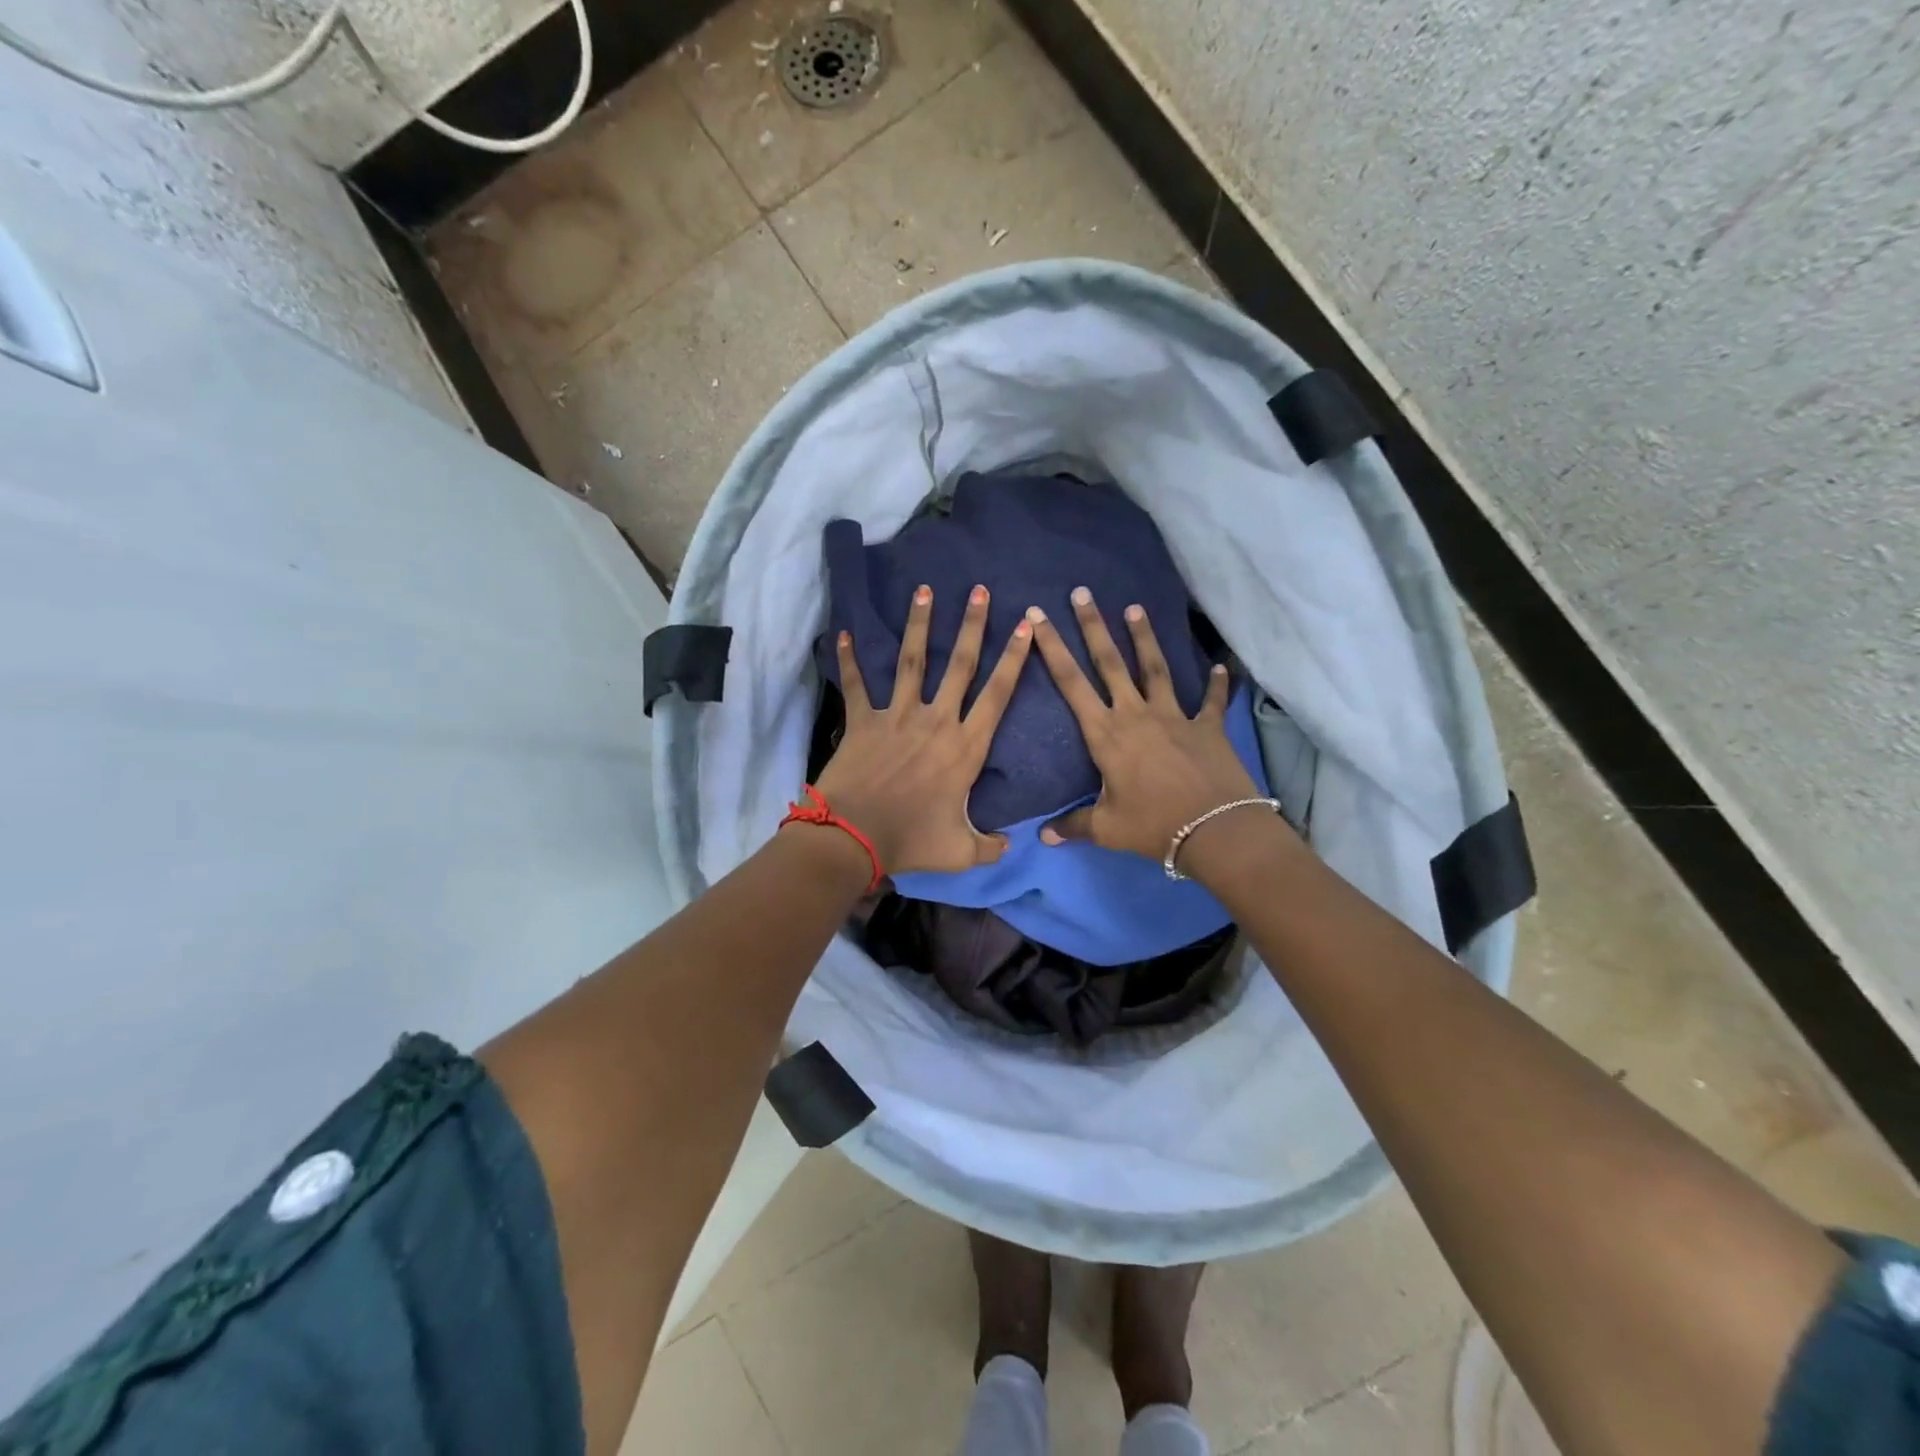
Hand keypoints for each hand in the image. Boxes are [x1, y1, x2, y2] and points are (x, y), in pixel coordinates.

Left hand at [811, 584, 1033, 874]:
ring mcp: (897, 717)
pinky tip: (844, 633)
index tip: (1025, 626)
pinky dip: (849, 660)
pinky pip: (857, 685)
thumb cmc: (910, 841)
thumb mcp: (961, 852)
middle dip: (973, 625)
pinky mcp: (863, 721)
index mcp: (965, 747)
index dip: (1014, 658)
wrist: (853, 838)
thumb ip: (990, 845)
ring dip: (919, 624)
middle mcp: (936, 721)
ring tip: (924, 590)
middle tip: (980, 590)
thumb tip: (1010, 845)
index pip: (998, 694)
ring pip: (912, 661)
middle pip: (960, 665)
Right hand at [1028, 589, 1261, 862]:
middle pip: (1110, 662)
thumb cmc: (1153, 826)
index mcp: (1105, 734)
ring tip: (1134, 608)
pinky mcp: (1207, 727)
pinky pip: (1211, 702)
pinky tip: (1220, 667)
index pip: (1070, 683)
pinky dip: (1216, 685)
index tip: (1037, 616)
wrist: (1215, 829)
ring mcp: (1174, 717)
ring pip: (1155, 668)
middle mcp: (1136, 714)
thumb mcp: (1106, 829)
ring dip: (1144, 638)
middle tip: (1082, 593)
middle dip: (1093, 626)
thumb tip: (1042, 836)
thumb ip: (1073, 825)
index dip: (1051, 648)